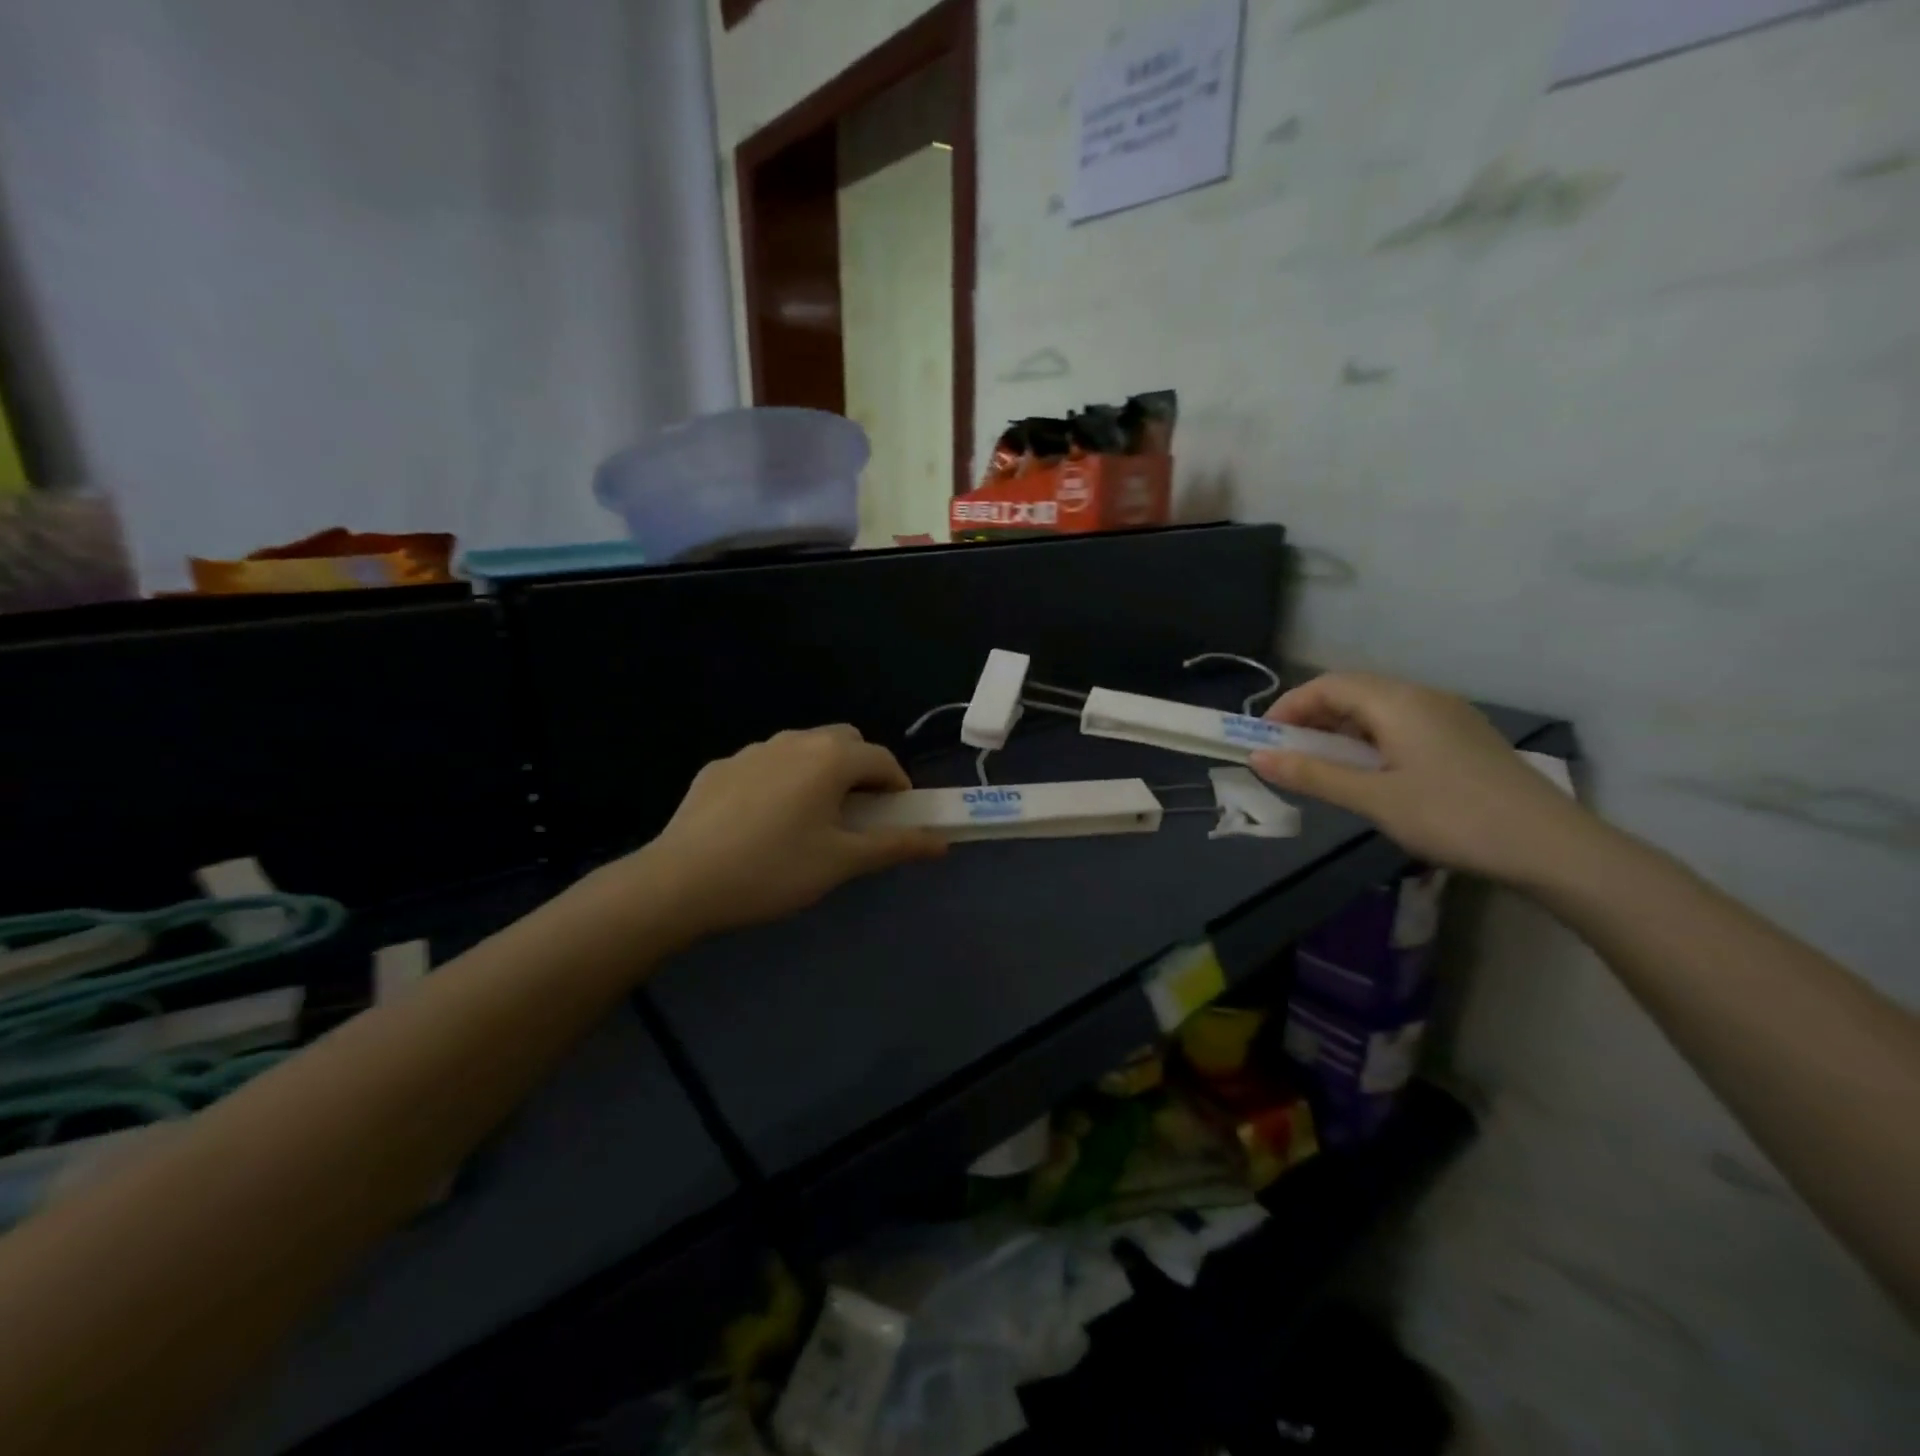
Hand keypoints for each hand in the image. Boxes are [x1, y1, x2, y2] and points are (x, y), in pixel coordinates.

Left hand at [638, 725, 945, 938]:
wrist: (681, 881)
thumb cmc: (774, 870)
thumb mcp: (841, 862)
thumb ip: (895, 846)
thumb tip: (942, 843)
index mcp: (830, 759)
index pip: (882, 759)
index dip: (898, 787)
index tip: (897, 818)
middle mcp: (794, 741)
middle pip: (844, 743)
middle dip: (861, 771)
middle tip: (857, 816)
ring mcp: (752, 751)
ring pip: (802, 750)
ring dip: (820, 773)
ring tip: (809, 820)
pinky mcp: (719, 768)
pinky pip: (765, 766)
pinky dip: (780, 782)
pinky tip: (762, 823)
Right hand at [1248, 673, 1591, 883]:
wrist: (1551, 846)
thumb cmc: (1452, 816)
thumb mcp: (1373, 798)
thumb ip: (1313, 775)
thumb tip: (1256, 758)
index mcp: (1398, 702)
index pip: (1328, 685)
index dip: (1289, 706)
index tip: (1264, 739)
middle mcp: (1422, 697)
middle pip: (1352, 691)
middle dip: (1311, 717)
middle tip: (1287, 754)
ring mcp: (1448, 716)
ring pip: (1377, 708)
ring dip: (1340, 729)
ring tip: (1322, 766)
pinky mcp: (1463, 738)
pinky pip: (1401, 723)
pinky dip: (1369, 738)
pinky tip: (1369, 772)